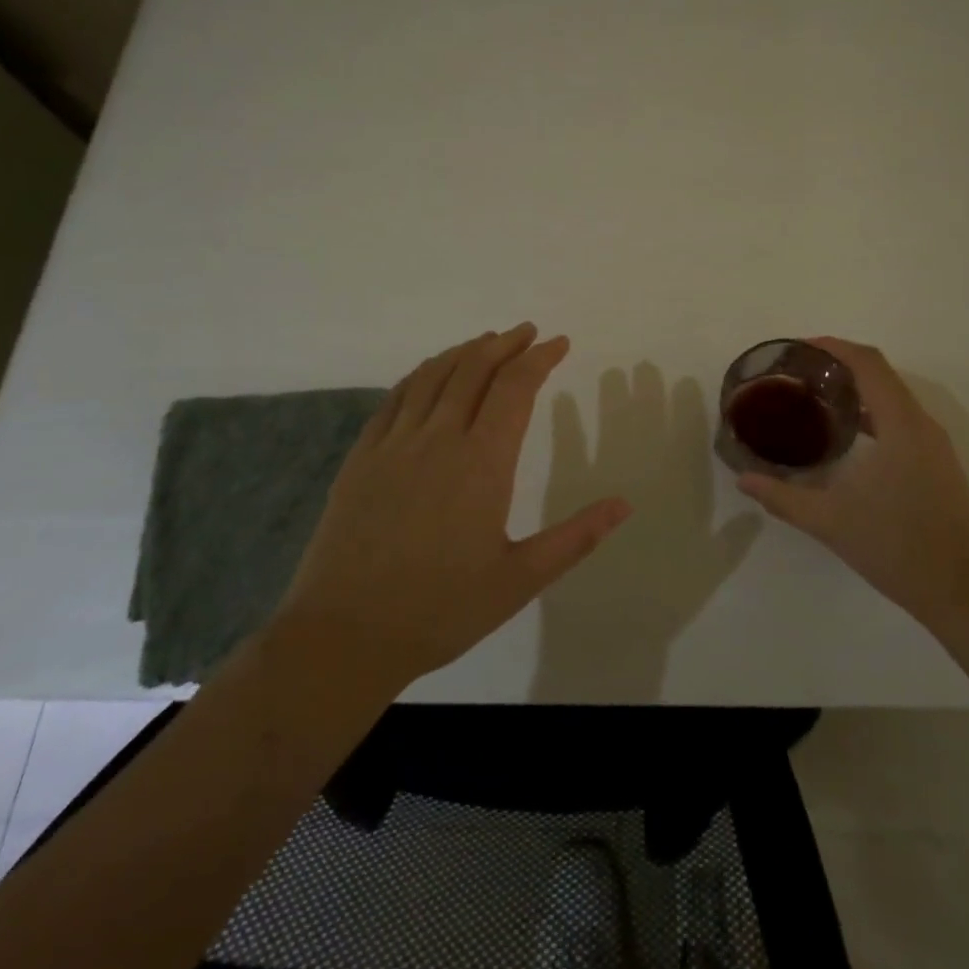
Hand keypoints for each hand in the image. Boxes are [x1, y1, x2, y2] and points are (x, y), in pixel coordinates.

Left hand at [275, 324, 632, 683]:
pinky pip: (396, 397)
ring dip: (465, 351)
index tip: (560, 343)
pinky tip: (431, 373)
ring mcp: (394, 444)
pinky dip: (422, 373)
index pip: (515, 388)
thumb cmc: (440, 610)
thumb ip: (576, 537)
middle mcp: (439, 439)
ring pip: (433, 375)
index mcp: (482, 463)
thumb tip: (625, 504)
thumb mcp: (520, 580)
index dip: (540, 359)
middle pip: (474, 369)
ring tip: (487, 342)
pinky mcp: (363, 457)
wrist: (344, 636)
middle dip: (505, 344)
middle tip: (528, 333)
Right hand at [734, 337, 968, 631]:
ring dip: (858, 389)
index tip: (799, 348)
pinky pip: (903, 419)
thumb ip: (782, 496)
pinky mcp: (939, 465)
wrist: (963, 593)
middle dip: (840, 365)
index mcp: (901, 425)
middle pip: (881, 374)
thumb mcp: (830, 522)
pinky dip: (873, 412)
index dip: (833, 347)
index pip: (868, 363)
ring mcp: (936, 445)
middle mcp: (922, 425)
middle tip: (799, 374)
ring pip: (894, 397)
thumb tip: (744, 479)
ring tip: (816, 398)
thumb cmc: (896, 548)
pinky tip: (847, 436)